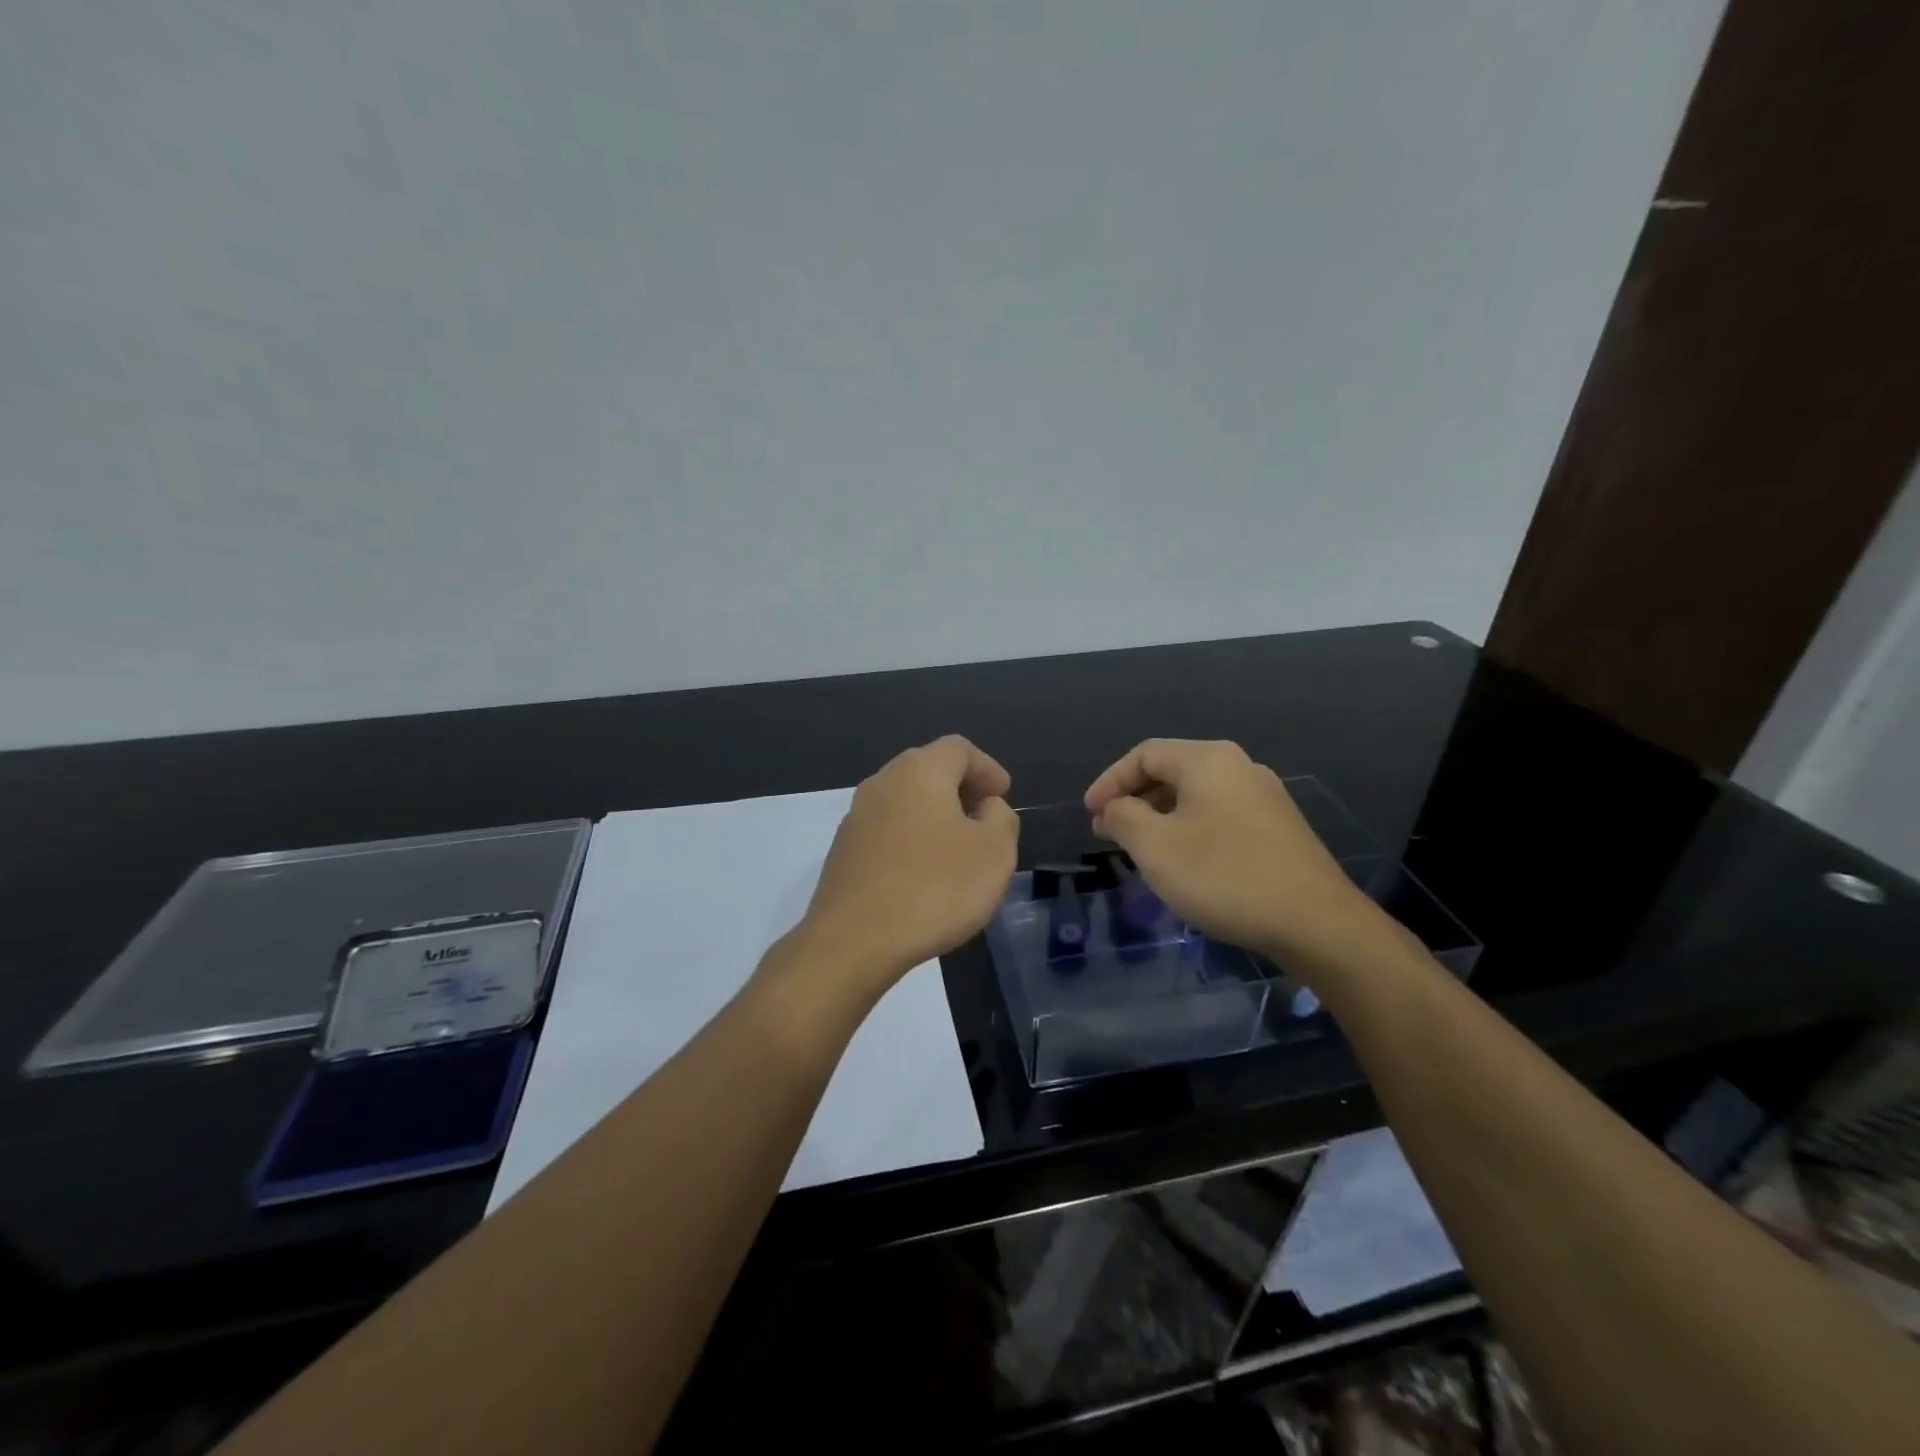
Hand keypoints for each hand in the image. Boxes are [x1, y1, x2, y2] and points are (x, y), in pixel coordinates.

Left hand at [797, 735, 1017, 999]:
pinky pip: (887, 831)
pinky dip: (911, 838)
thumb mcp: (994, 853)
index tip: (1004, 794)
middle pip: (927, 769)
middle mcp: (881, 783)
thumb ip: (1000, 818)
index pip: (958, 749)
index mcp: (919, 771)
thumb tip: (985, 807)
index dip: (987, 767)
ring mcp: (856, 817)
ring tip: (958, 848)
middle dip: (960, 788)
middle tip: (985, 816)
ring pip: (905, 801)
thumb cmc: (934, 888)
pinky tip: (925, 873)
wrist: (854, 941)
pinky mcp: (843, 851)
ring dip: (934, 815)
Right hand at [1084, 739, 1383, 967]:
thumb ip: (1123, 817)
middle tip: (1108, 833)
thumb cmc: (1223, 875)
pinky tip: (1184, 862)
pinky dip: (1190, 830)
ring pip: (1196, 796)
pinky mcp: (1278, 828)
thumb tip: (1113, 808)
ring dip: (1160, 817)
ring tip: (1140, 850)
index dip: (1110, 781)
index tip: (1090, 815)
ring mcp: (1264, 797)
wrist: (1315, 922)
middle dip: (1134, 800)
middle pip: (1171, 771)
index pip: (1144, 754)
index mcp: (1208, 760)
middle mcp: (1239, 767)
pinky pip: (1219, 816)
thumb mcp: (1155, 847)